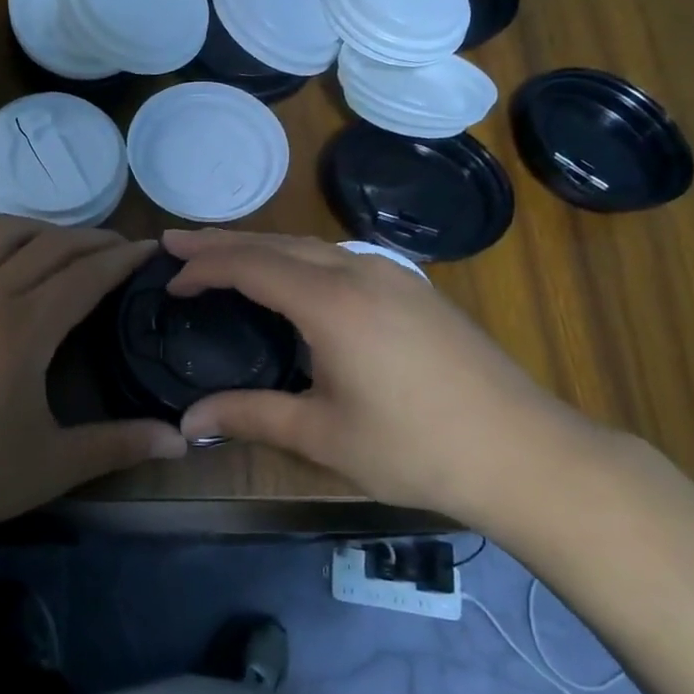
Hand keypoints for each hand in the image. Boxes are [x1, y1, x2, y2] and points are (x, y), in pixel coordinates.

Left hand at [0, 218, 186, 546]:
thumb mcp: (51, 466)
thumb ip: (118, 446)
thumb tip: (181, 441)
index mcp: (25, 328)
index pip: (87, 274)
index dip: (124, 258)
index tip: (152, 249)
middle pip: (52, 245)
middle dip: (94, 239)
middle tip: (122, 249)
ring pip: (3, 234)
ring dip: (44, 232)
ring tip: (67, 249)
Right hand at [164, 229, 614, 526]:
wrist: (524, 452)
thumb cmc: (416, 448)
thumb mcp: (322, 435)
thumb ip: (250, 416)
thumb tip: (187, 422)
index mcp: (331, 302)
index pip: (250, 265)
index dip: (204, 267)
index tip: (168, 278)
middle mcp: (359, 271)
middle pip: (276, 242)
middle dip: (223, 242)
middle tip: (177, 244)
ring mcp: (392, 274)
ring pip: (310, 245)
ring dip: (261, 247)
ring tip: (222, 255)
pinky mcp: (413, 287)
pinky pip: (338, 256)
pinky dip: (297, 257)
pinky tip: (291, 276)